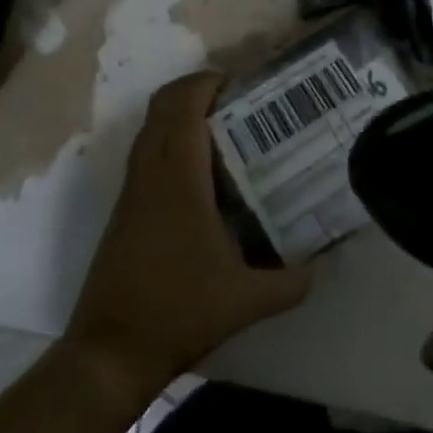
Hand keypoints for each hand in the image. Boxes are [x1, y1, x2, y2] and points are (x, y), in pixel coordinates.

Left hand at [64, 73, 311, 403]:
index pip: (184, 103)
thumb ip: (290, 282)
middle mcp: (149, 170)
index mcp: (178, 176)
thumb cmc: (178, 311)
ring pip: (151, 125)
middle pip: (163, 103)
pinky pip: (146, 150)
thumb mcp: (245, 300)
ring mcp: (132, 187)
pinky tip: (200, 172)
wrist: (111, 350)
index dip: (208, 82)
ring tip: (223, 130)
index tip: (241, 85)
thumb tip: (321, 266)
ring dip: (180, 113)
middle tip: (237, 103)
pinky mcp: (124, 206)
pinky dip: (169, 138)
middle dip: (196, 90)